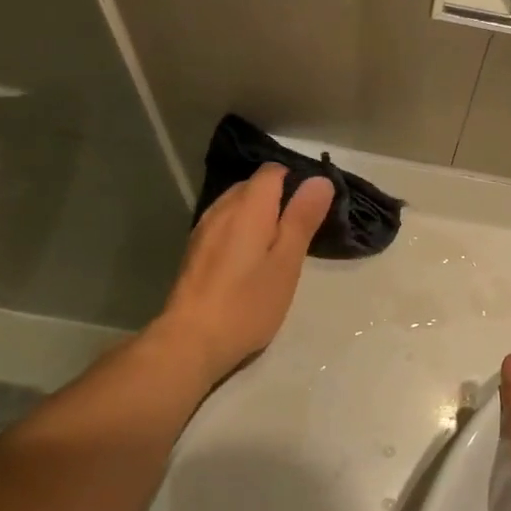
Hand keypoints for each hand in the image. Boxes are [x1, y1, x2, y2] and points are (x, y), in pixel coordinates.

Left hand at [151, 163, 332, 383]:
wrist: (191, 340)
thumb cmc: (248, 303)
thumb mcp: (287, 263)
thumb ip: (302, 219)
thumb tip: (319, 180)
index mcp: (248, 207)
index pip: (272, 171)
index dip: (295, 182)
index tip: (312, 210)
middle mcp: (221, 208)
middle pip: (252, 186)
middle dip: (277, 199)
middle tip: (299, 234)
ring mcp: (203, 229)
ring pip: (236, 206)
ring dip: (258, 217)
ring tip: (276, 249)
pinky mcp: (194, 250)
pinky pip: (223, 225)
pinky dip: (240, 231)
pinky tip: (248, 261)